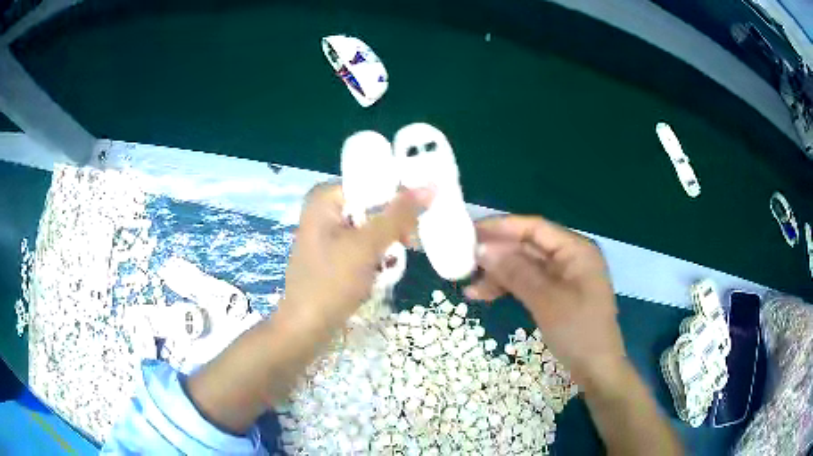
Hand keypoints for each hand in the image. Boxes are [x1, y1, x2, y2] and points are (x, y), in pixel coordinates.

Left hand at [280, 182, 433, 330]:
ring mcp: (328, 234)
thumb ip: (398, 215)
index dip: (399, 197)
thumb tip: (430, 186)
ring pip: (372, 230)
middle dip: (391, 230)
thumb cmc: (331, 283)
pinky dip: (375, 259)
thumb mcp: (367, 246)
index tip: (418, 218)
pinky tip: (378, 276)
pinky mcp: (333, 255)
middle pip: (373, 208)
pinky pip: (363, 247)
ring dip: (385, 249)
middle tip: (407, 247)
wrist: (305, 328)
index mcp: (325, 198)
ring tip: (387, 268)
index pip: (373, 183)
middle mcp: (325, 210)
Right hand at [465, 215, 625, 387]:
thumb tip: (482, 249)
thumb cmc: (578, 332)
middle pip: (528, 246)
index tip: (470, 232)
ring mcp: (564, 277)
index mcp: (575, 250)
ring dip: (498, 274)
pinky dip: (508, 288)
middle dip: (497, 254)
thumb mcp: (546, 301)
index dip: (502, 227)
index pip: (534, 228)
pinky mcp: (557, 295)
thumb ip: (516, 271)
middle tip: (463, 260)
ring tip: (468, 285)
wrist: (597, 370)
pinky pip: (528, 283)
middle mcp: (570, 257)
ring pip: (525, 266)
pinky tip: (484, 295)